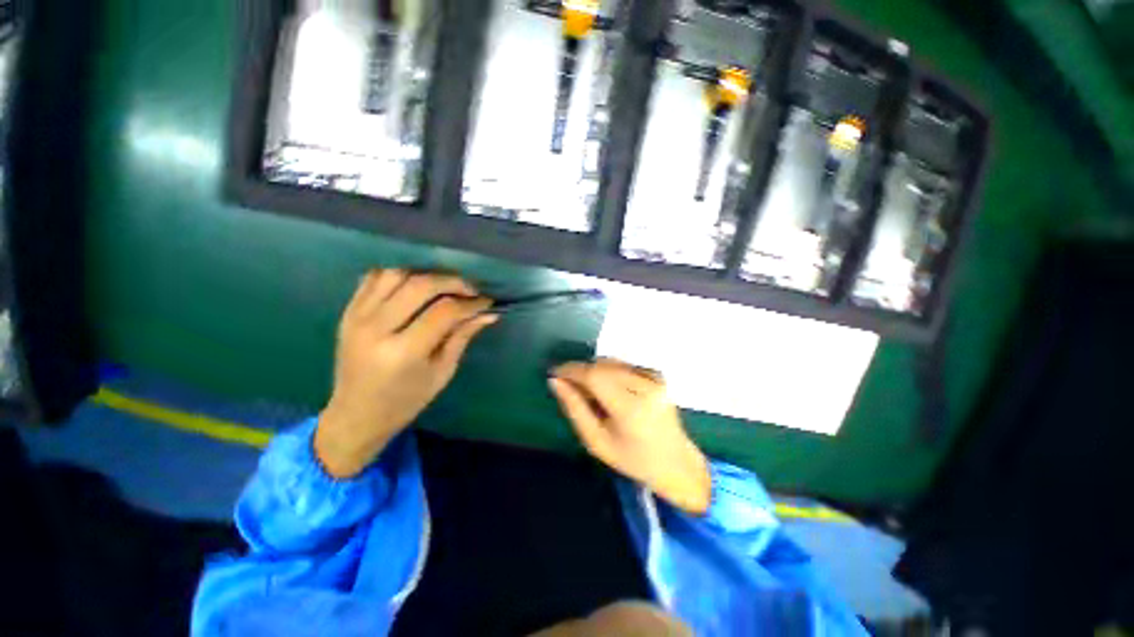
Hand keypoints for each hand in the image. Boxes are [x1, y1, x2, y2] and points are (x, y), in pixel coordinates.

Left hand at [315, 270, 497, 477]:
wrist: (356, 415)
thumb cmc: (405, 401)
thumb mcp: (442, 372)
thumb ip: (463, 337)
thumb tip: (488, 313)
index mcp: (403, 352)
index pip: (444, 311)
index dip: (470, 303)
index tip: (487, 301)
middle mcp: (377, 329)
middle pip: (421, 285)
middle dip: (453, 282)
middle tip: (471, 289)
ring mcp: (357, 317)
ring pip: (397, 274)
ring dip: (426, 274)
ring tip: (444, 286)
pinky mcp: (347, 312)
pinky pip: (374, 278)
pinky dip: (400, 274)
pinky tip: (415, 285)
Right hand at [549, 359, 710, 514]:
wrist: (676, 463)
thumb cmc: (633, 460)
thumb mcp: (597, 442)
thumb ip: (575, 408)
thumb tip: (555, 381)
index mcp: (631, 409)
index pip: (594, 376)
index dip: (571, 370)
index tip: (554, 372)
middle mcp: (646, 387)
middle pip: (602, 365)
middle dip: (581, 371)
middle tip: (569, 385)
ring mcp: (655, 378)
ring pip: (612, 362)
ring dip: (595, 371)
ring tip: (589, 391)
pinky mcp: (658, 375)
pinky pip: (624, 365)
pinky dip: (610, 372)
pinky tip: (609, 389)